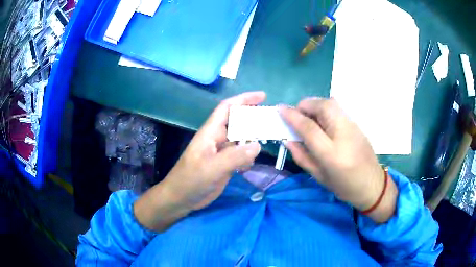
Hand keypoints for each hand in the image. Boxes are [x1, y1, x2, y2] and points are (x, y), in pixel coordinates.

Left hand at [134, 92, 263, 230]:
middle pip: (237, 122)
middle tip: (272, 120)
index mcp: (210, 132)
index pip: (227, 108)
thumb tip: (257, 145)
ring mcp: (221, 152)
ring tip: (270, 138)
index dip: (244, 99)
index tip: (263, 96)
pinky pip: (241, 155)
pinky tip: (253, 162)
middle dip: (253, 118)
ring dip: (254, 138)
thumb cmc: (190, 180)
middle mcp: (217, 139)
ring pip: (241, 139)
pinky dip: (249, 155)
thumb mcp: (211, 168)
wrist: (181, 199)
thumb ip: (234, 157)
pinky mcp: (225, 165)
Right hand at [280, 98, 397, 222]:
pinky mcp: (357, 124)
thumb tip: (287, 139)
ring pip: (332, 103)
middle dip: (305, 105)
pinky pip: (338, 109)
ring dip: (315, 105)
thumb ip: (301, 156)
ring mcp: (353, 127)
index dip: (292, 116)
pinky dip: (325, 109)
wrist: (372, 185)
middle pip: (323, 106)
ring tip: (308, 117)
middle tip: (297, 114)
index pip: (309, 127)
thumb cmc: (344, 187)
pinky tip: (322, 121)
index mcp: (332, 154)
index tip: (280, 109)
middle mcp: (344, 135)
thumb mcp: (319, 176)